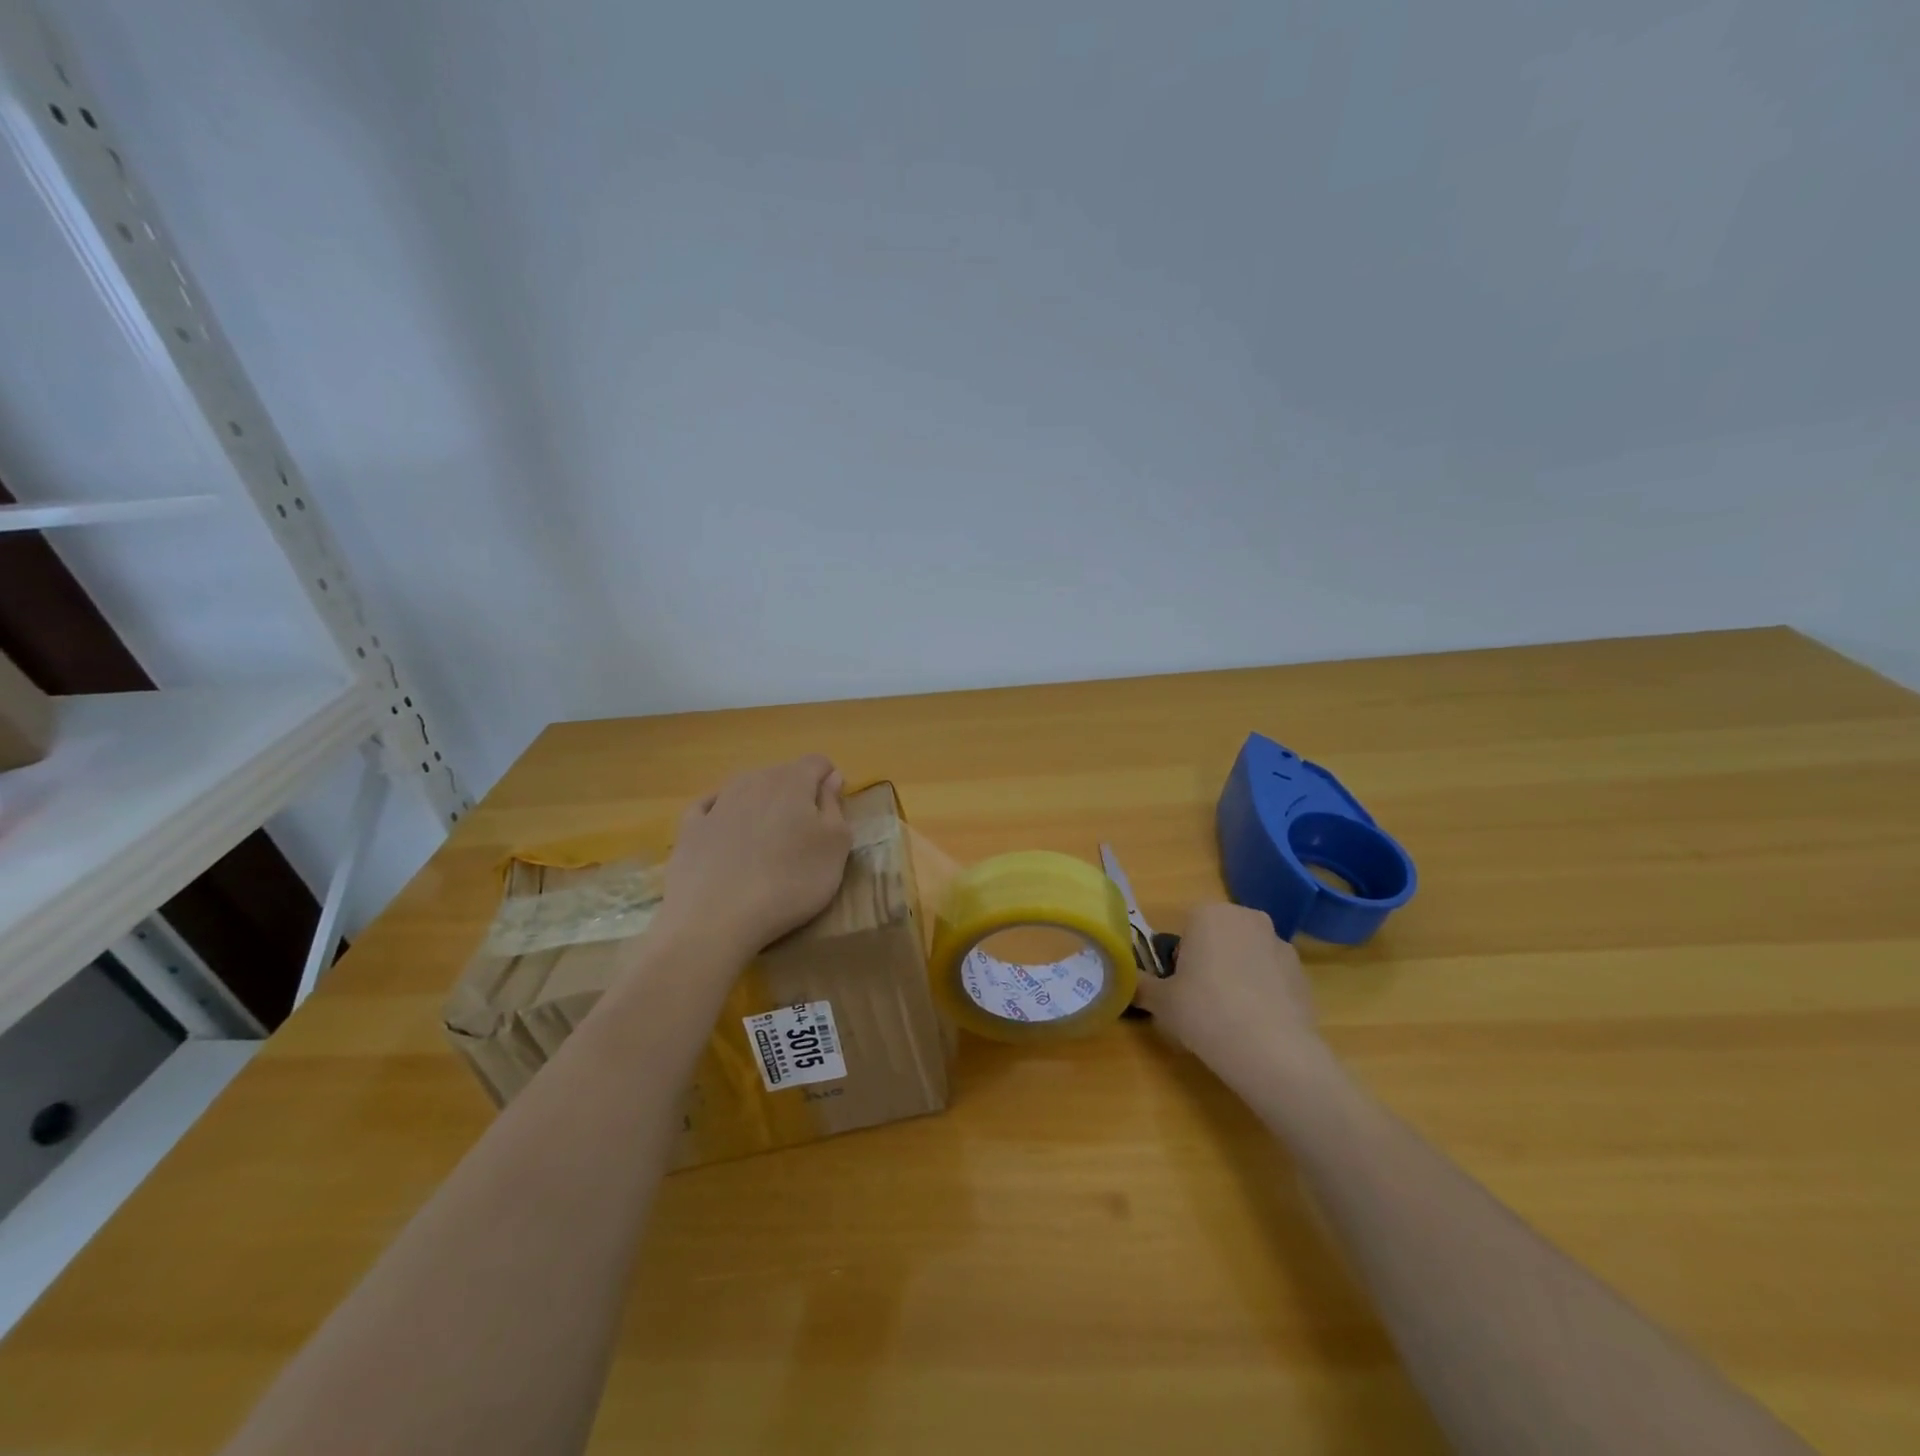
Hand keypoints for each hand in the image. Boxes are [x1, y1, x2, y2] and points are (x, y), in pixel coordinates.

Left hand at [655, 755, 852, 963]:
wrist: (714, 919)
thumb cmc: (790, 882)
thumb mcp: (835, 848)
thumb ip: (835, 807)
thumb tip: (830, 778)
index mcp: (793, 780)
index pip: (818, 763)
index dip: (829, 784)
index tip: (832, 816)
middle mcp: (753, 780)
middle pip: (782, 776)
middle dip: (796, 797)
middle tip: (804, 839)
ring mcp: (717, 803)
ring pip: (747, 791)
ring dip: (761, 808)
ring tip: (767, 847)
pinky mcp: (689, 829)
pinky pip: (711, 811)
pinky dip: (723, 819)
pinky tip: (726, 840)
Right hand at [1133, 903, 1319, 1079]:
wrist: (1273, 1052)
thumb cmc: (1205, 1012)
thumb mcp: (1160, 1002)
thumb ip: (1140, 985)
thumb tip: (1127, 982)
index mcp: (1208, 913)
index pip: (1184, 930)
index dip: (1178, 960)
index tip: (1178, 988)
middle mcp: (1247, 918)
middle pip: (1217, 938)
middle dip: (1208, 962)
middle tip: (1199, 1001)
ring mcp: (1280, 944)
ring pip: (1246, 956)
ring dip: (1237, 976)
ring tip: (1229, 1018)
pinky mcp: (1303, 973)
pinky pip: (1271, 977)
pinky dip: (1262, 993)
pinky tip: (1255, 1025)